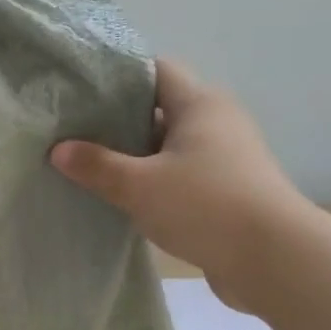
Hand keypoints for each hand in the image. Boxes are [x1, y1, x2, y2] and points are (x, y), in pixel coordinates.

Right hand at [51, 58, 312, 311]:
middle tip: (73, 131)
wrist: (272, 259)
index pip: (155, 70)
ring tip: (88, 165)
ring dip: (133, 154)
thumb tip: (58, 149)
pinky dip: (151, 180)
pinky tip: (121, 196)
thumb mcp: (138, 185)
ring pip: (167, 145)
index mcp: (199, 104)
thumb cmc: (205, 205)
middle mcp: (216, 121)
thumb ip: (96, 165)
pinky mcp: (225, 189)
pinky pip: (178, 173)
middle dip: (117, 119)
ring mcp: (224, 157)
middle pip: (159, 108)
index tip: (79, 90)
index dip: (117, 75)